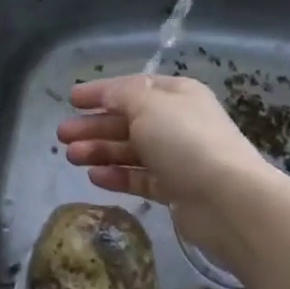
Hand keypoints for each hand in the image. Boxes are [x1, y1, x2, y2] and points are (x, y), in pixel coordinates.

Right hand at [56, 74, 279, 268]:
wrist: (228, 200)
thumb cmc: (186, 142)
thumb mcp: (148, 106)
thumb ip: (121, 95)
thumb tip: (106, 93)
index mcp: (177, 94)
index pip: (132, 88)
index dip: (101, 92)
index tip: (71, 98)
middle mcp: (178, 122)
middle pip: (128, 120)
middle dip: (94, 126)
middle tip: (62, 135)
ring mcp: (178, 157)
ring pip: (131, 150)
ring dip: (100, 151)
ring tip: (70, 157)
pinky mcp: (176, 190)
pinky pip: (140, 178)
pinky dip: (117, 175)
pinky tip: (94, 176)